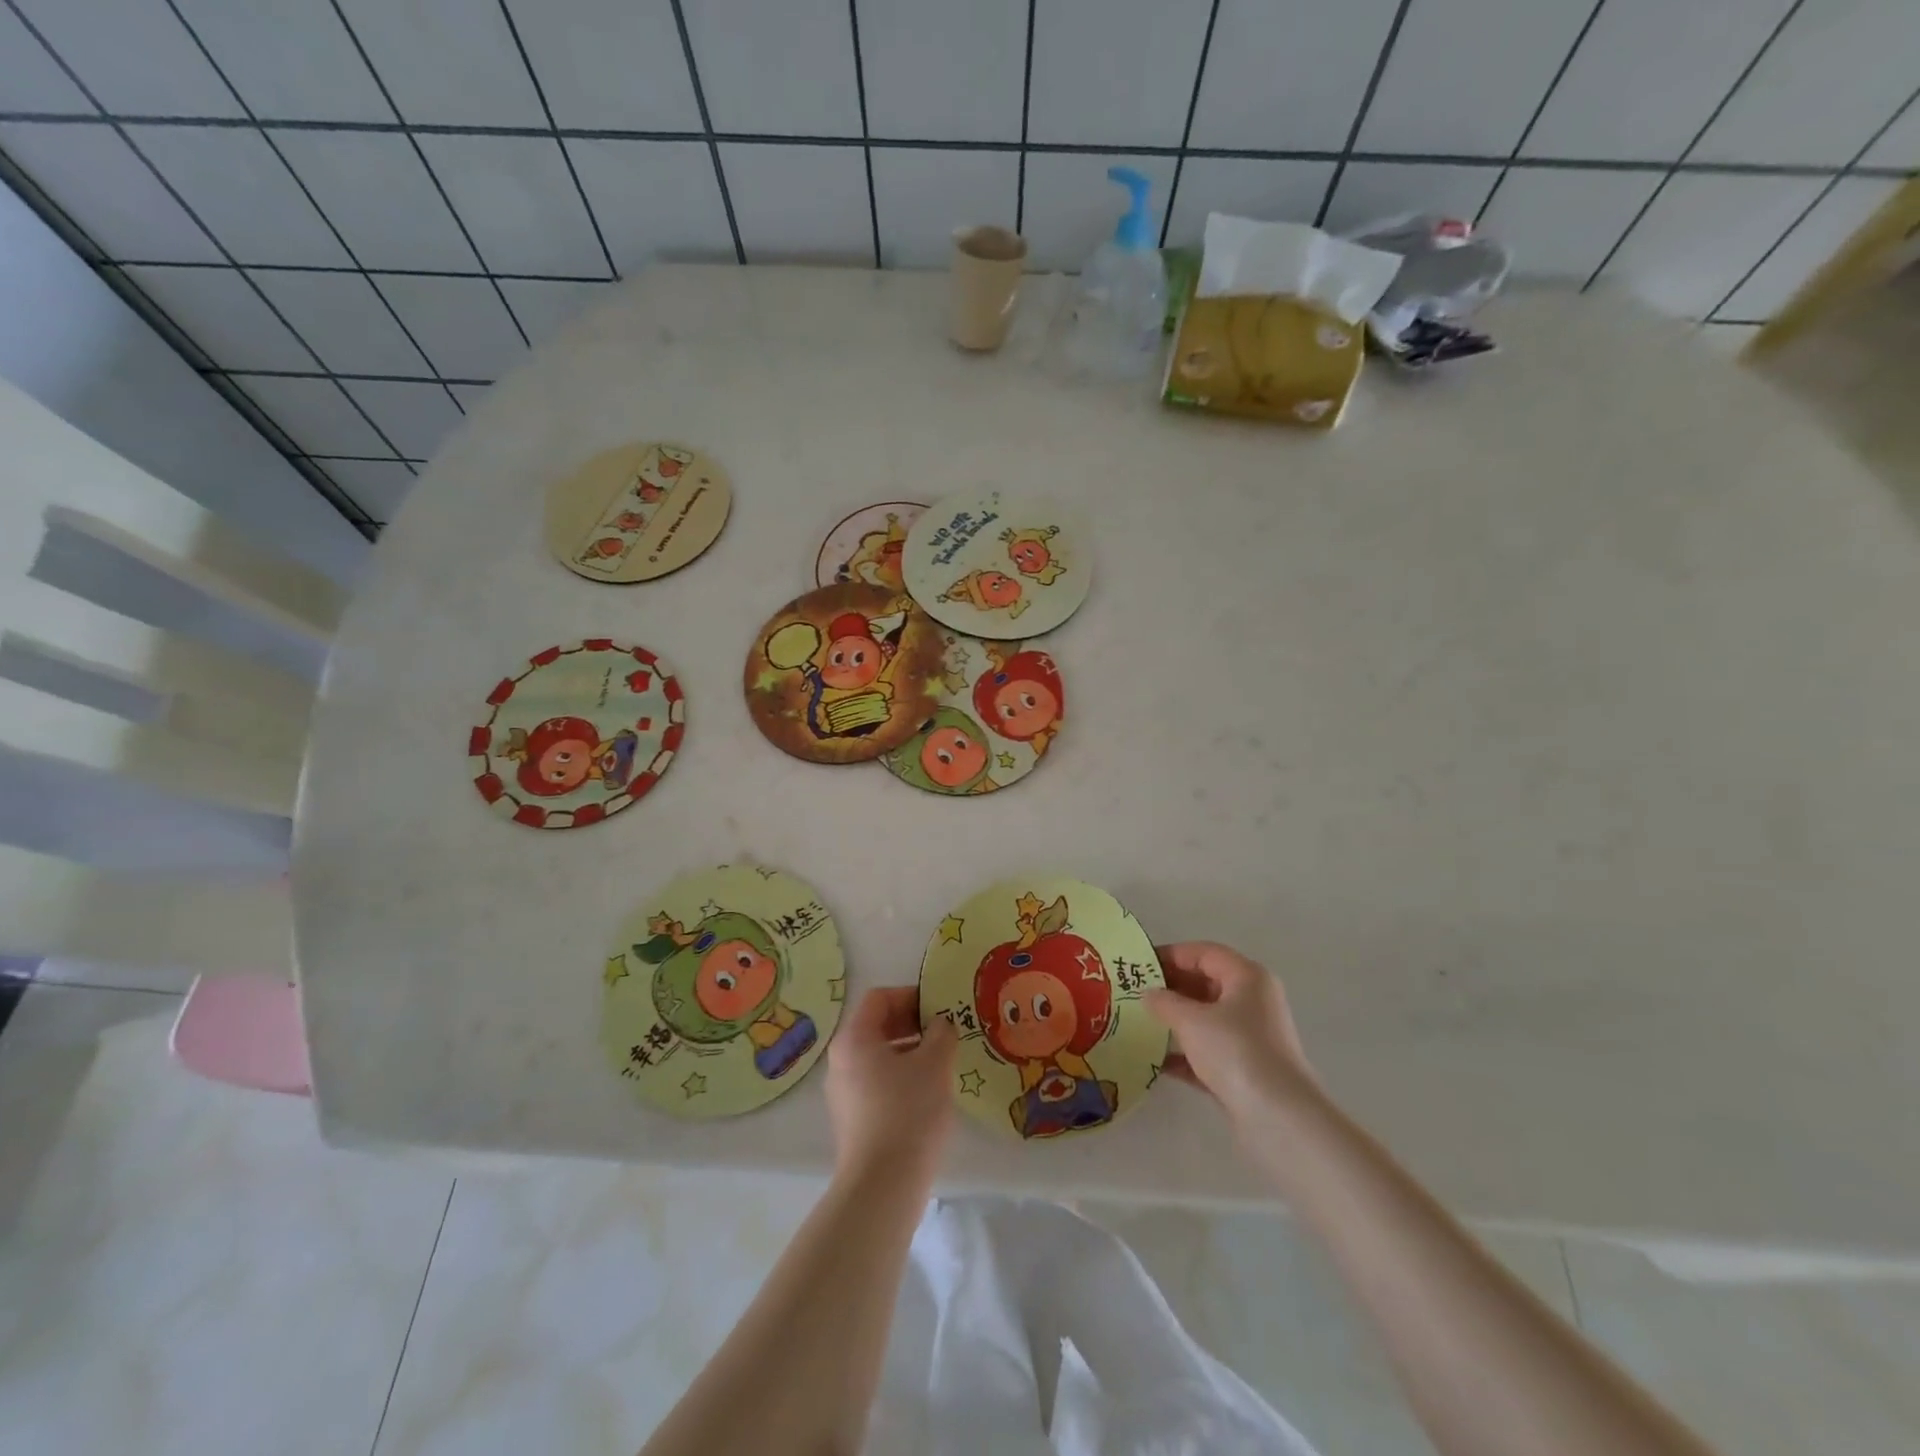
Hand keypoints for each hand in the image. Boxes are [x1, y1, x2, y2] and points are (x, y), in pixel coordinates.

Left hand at [825, 987, 957, 1184]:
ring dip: (909, 1051)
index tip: (939, 1007)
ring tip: (941, 1062)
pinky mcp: (851, 1119)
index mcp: (854, 1038)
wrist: (883, 1186)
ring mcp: (842, 1092)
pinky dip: (900, 1076)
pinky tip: (926, 1093)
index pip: (880, 998)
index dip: (911, 995)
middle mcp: (840, 1060)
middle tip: (944, 1032)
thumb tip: (941, 1023)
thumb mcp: (935, 1063)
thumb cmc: (909, 1111)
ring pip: (877, 1056)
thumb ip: (941, 1033)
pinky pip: (876, 1082)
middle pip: (876, 1025)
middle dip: (912, 1023)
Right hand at [1144, 942, 1320, 1120]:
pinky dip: (1185, 1053)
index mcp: (1247, 977)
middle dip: (1170, 987)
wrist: (1279, 1118)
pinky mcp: (1246, 1070)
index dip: (1170, 955)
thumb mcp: (1191, 1020)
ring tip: (1139, 1023)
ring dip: (1175, 1020)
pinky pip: (1209, 1051)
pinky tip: (1156, 1061)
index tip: (1139, 965)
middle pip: (1206, 983)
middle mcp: (1253, 1001)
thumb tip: (1148, 994)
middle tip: (1134, 993)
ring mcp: (1251, 1037)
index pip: (1204, 953)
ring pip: (1206, 1018)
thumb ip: (1164, 1002)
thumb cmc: (1235, 1051)